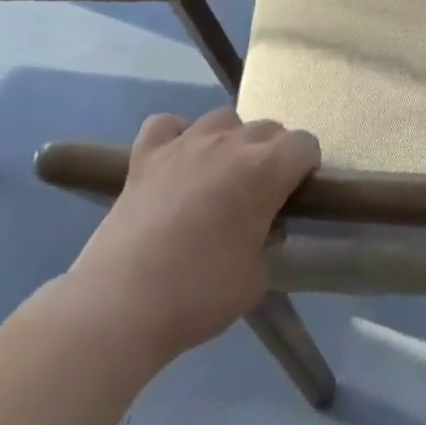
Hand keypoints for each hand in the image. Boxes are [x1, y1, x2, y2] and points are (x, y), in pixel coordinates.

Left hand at [64, 110, 319, 367]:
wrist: (119, 306)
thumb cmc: (199, 294)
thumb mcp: (257, 277)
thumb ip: (268, 240)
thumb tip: (262, 228)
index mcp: (265, 169)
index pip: (305, 144)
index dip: (306, 167)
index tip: (297, 194)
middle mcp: (230, 143)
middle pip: (268, 128)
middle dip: (273, 154)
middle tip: (262, 193)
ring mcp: (185, 144)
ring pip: (223, 118)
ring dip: (231, 139)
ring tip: (221, 174)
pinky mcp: (145, 157)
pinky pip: (167, 125)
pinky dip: (176, 136)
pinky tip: (176, 161)